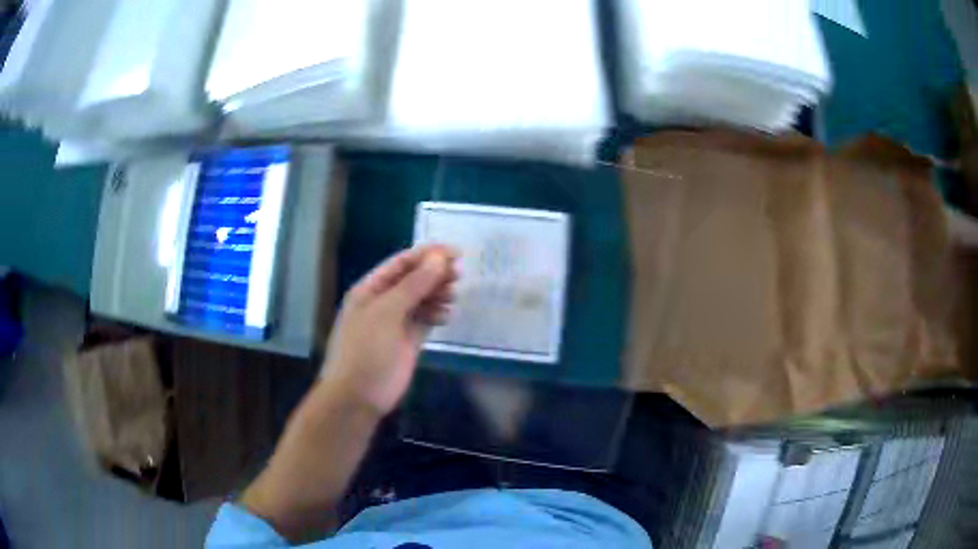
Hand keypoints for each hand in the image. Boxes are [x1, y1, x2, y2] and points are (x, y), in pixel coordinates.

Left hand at [320, 245, 457, 416]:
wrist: (358, 395)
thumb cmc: (365, 349)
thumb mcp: (386, 313)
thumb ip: (413, 285)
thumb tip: (439, 259)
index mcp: (371, 289)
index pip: (402, 263)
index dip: (427, 255)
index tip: (455, 253)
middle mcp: (384, 301)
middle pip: (414, 279)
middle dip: (435, 273)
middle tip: (459, 273)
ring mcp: (396, 322)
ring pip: (422, 299)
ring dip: (438, 293)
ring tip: (453, 295)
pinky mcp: (409, 341)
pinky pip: (426, 319)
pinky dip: (437, 314)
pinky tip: (447, 315)